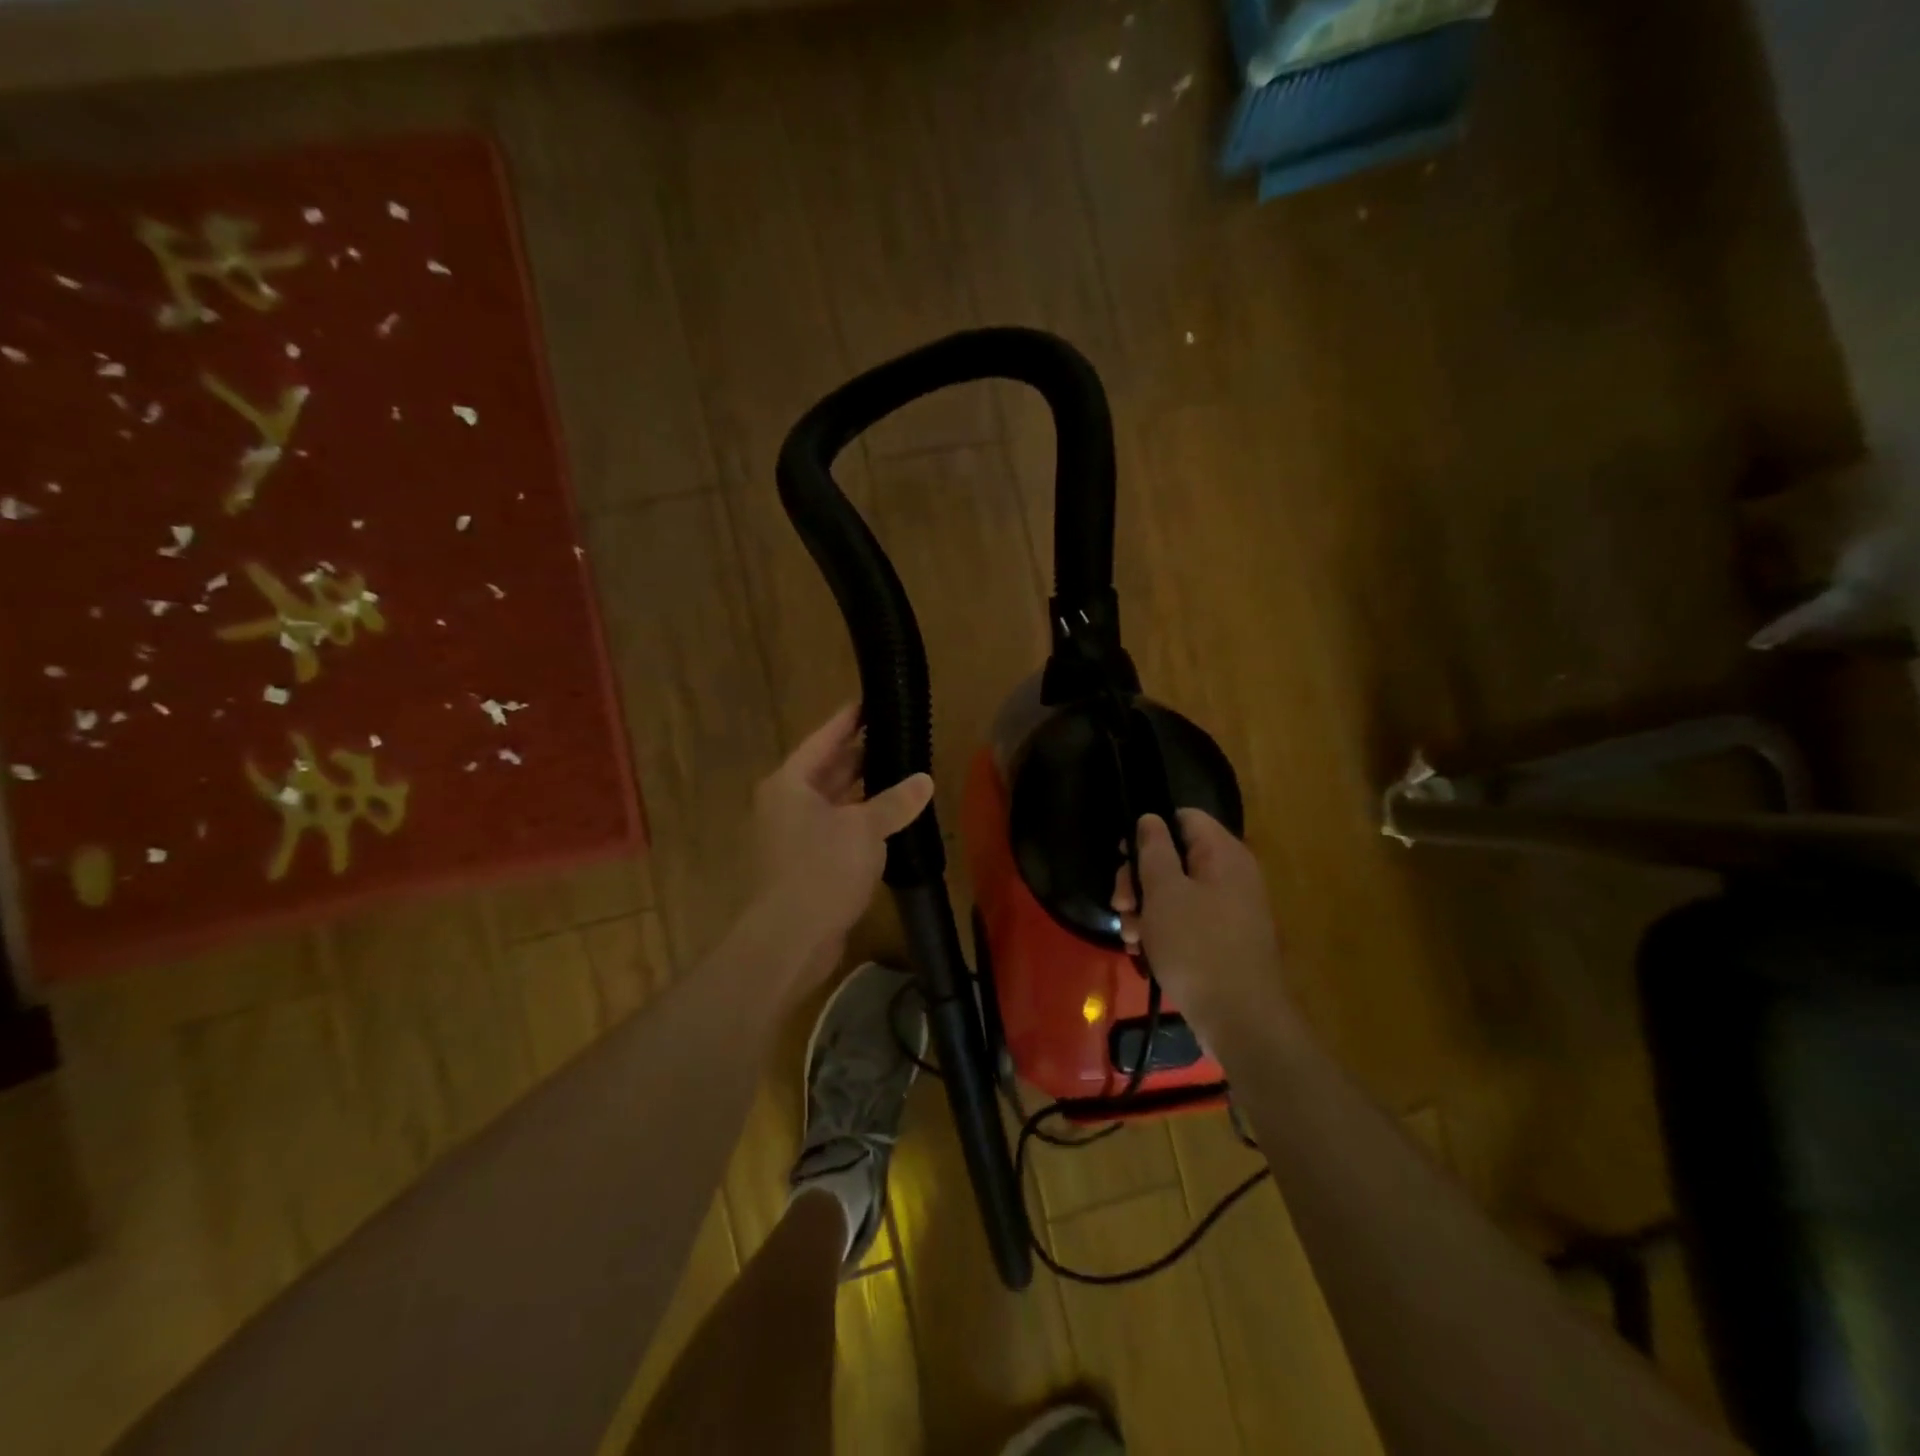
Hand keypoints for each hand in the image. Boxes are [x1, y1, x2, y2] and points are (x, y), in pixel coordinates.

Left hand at [752, 703, 933, 969]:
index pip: (823, 739)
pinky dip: (859, 820)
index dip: (849, 720)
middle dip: (859, 754)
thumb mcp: (864, 829)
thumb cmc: (821, 869)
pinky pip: (836, 829)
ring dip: (862, 790)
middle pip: (826, 769)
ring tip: (898, 772)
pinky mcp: (805, 863)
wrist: (789, 938)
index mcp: (791, 783)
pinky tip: (888, 819)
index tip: (869, 701)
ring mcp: (793, 835)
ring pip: (833, 801)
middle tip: (894, 736)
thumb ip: (894, 802)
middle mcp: (786, 803)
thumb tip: (924, 780)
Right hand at [1111, 810, 1288, 1028]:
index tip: (1124, 856)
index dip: (1150, 829)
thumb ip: (1154, 849)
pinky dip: (1163, 930)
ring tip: (1131, 935)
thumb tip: (1151, 818)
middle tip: (1121, 904)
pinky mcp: (1224, 939)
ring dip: (1145, 908)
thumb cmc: (1196, 946)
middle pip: (1175, 857)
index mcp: (1223, 854)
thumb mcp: (1164, 892)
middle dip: (1140, 879)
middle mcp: (1231, 875)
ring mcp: (1230, 909)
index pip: (1185, 817)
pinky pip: (1187, 920)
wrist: (1240, 1019)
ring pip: (1176, 892)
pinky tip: (1143, 950)